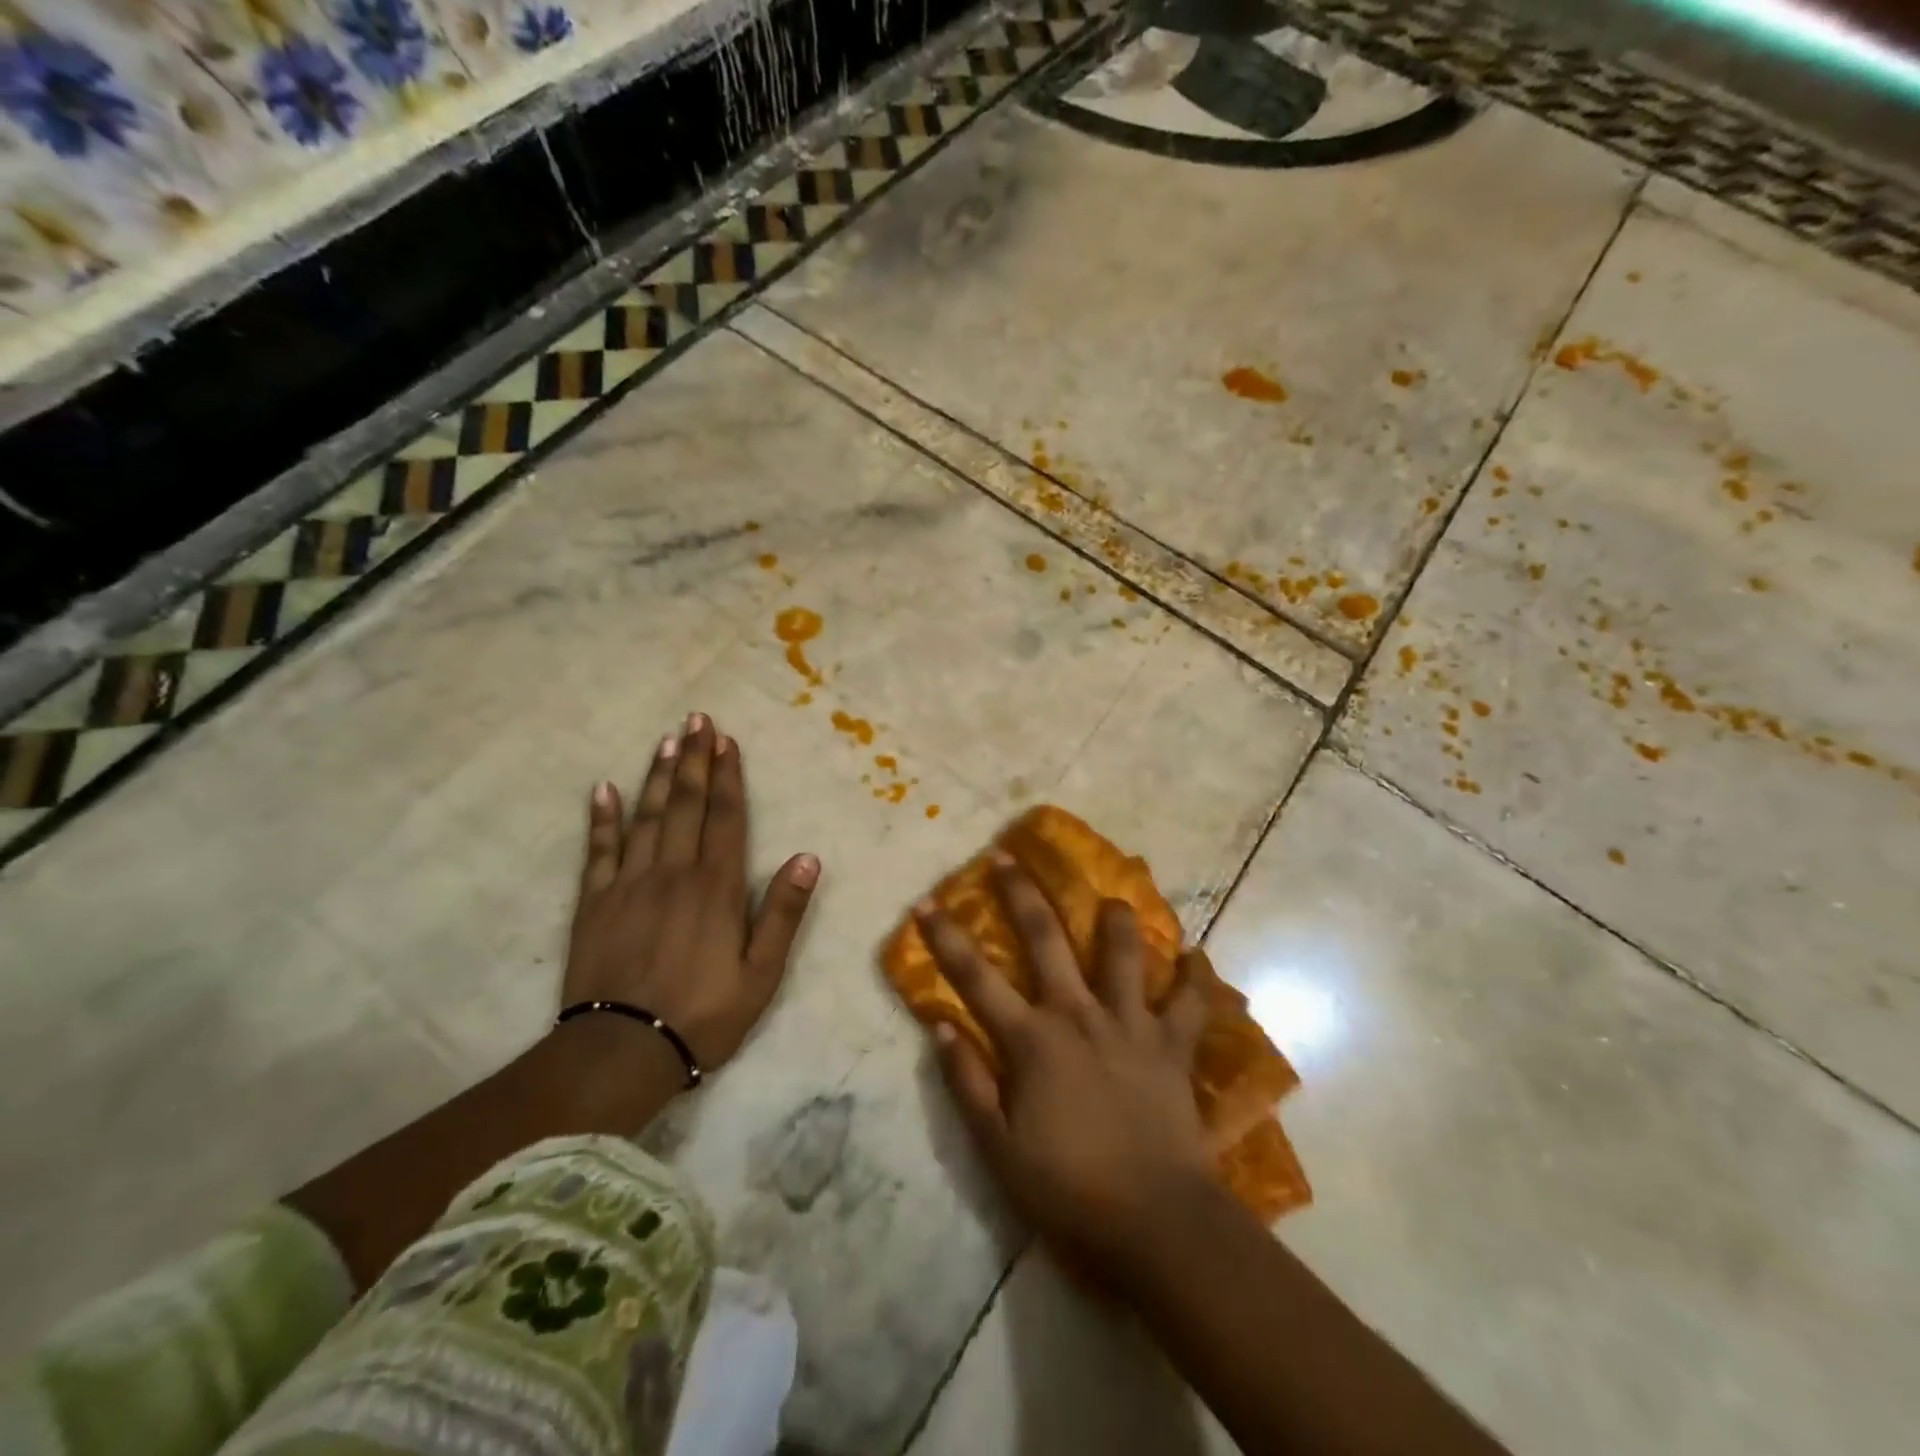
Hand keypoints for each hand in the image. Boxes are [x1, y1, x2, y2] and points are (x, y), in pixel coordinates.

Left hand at [564, 713, 820, 1073]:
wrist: (622, 1052)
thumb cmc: (704, 1013)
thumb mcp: (762, 973)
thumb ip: (783, 912)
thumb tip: (808, 857)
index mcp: (716, 887)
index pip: (725, 817)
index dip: (727, 776)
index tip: (727, 741)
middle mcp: (673, 872)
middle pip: (686, 805)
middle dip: (694, 759)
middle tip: (697, 719)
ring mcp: (629, 884)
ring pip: (647, 817)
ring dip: (658, 776)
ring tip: (667, 740)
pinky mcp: (594, 903)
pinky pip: (599, 850)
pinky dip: (603, 818)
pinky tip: (604, 789)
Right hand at [915, 856, 1213, 1282]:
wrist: (1155, 1222)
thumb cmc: (1068, 1190)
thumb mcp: (998, 1148)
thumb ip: (968, 1084)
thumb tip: (941, 1028)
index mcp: (1032, 1039)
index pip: (975, 978)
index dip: (946, 938)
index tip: (925, 902)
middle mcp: (1079, 1014)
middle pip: (1045, 939)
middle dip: (1021, 894)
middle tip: (1007, 857)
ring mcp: (1131, 1024)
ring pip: (1124, 954)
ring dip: (1117, 920)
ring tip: (1113, 898)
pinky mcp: (1173, 1046)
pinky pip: (1192, 1003)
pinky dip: (1197, 978)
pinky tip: (1198, 956)